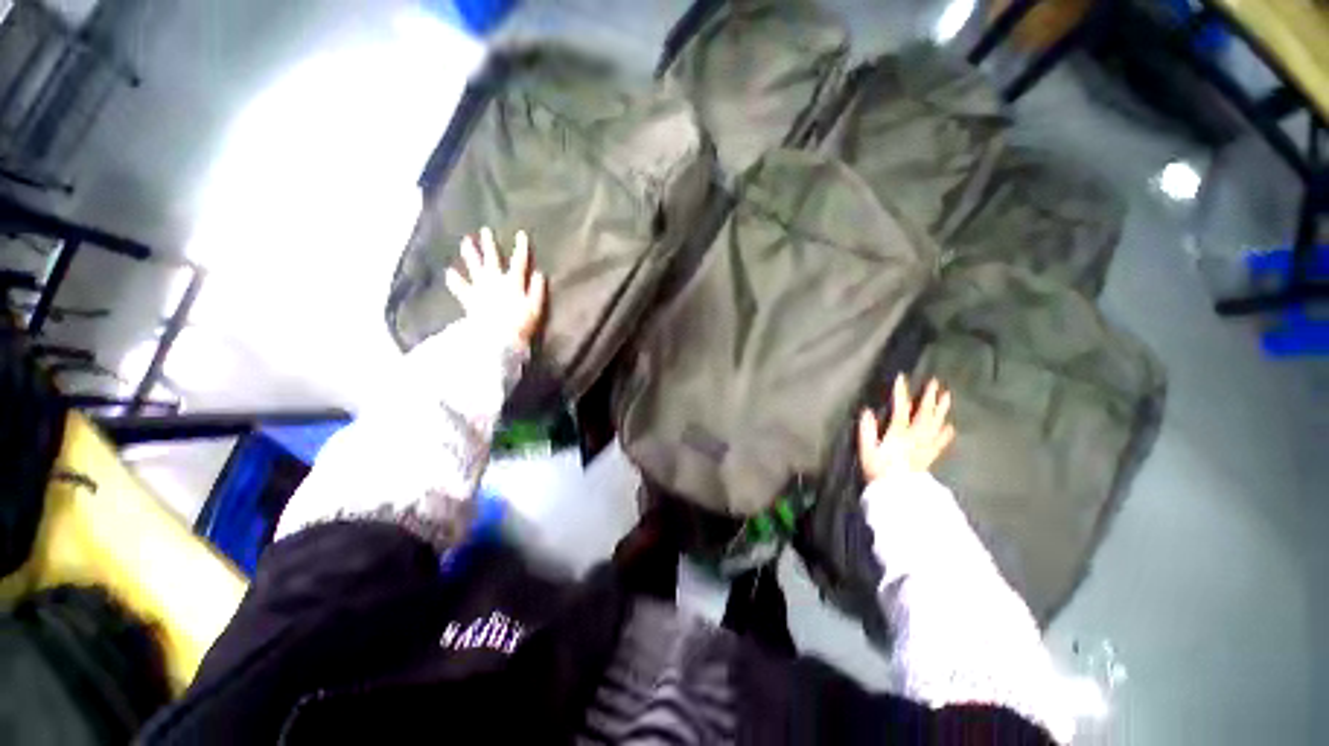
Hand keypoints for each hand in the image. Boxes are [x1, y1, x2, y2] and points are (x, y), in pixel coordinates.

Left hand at [445, 227, 545, 344]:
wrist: (498, 337)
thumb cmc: (520, 323)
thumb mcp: (535, 307)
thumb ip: (537, 289)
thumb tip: (539, 273)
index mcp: (513, 282)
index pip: (519, 261)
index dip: (520, 247)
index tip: (520, 234)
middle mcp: (495, 280)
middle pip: (492, 259)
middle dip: (489, 245)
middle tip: (484, 231)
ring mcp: (480, 288)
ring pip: (474, 267)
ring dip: (470, 254)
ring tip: (465, 242)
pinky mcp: (470, 299)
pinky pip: (460, 287)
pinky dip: (454, 280)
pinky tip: (449, 272)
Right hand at [858, 375, 955, 481]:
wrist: (896, 494)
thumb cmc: (877, 471)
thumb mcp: (866, 450)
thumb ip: (866, 430)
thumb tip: (867, 411)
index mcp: (898, 434)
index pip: (901, 409)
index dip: (901, 393)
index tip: (901, 377)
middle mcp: (915, 438)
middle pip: (924, 414)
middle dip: (928, 397)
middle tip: (935, 382)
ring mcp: (925, 447)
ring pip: (936, 425)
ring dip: (941, 410)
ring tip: (947, 396)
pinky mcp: (929, 457)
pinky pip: (940, 443)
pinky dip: (945, 434)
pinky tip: (949, 427)